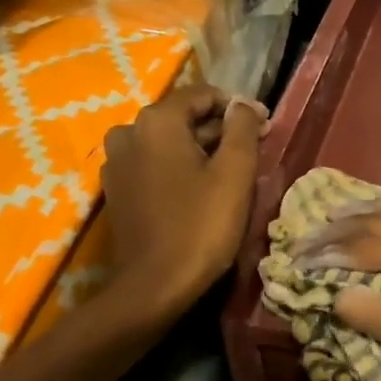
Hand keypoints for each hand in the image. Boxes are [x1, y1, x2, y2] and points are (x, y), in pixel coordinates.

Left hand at [101, 85, 265, 316]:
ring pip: (167, 143)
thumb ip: (243, 128)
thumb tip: (244, 104)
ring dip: (200, 150)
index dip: (237, 108)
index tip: (264, 128)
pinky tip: (200, 191)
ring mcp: (116, 163)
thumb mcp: (235, 173)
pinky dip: (178, 168)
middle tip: (253, 152)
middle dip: (219, 130)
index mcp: (156, 121)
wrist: (154, 286)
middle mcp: (128, 132)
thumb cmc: (201, 225)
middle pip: (183, 118)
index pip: (202, 94)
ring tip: (230, 174)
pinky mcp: (116, 190)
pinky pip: (153, 165)